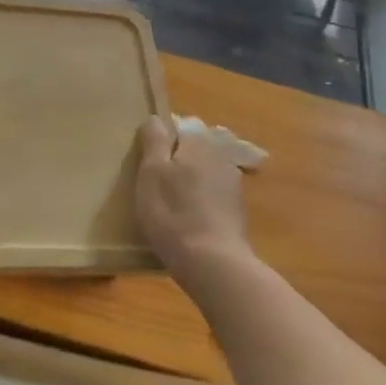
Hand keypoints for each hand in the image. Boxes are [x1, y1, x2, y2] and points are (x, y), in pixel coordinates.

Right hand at [134, 116, 250, 278]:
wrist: (214, 265)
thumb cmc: (173, 213)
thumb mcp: (151, 172)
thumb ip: (154, 140)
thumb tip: (156, 119)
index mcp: (199, 141)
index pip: (179, 126)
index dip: (162, 141)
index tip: (148, 161)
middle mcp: (220, 155)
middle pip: (193, 150)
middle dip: (177, 161)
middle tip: (156, 185)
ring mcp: (233, 183)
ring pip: (204, 173)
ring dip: (190, 183)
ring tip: (171, 207)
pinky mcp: (237, 211)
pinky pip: (212, 196)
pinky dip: (201, 203)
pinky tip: (189, 223)